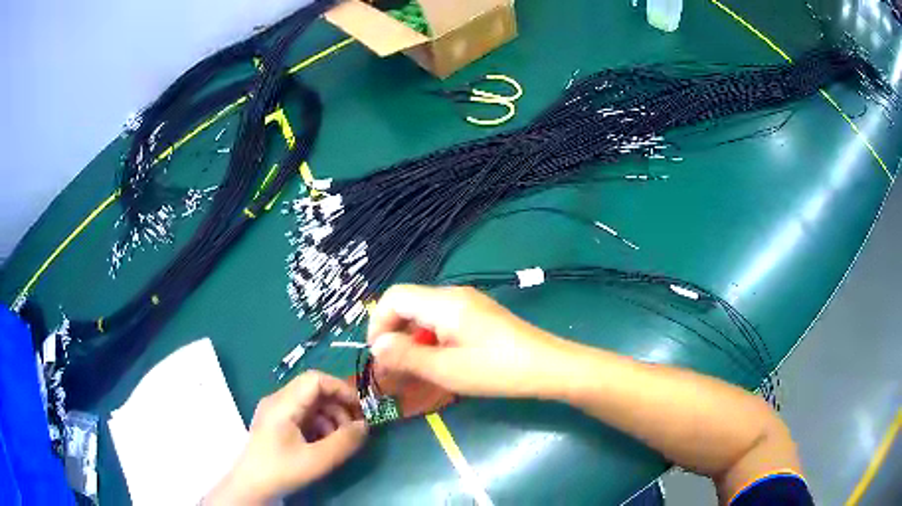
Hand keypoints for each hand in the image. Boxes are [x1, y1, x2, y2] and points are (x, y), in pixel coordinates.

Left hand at [205, 371, 367, 503]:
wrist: (252, 486)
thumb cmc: (282, 470)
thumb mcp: (317, 460)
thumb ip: (344, 442)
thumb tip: (365, 426)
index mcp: (283, 403)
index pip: (315, 379)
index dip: (341, 389)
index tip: (361, 409)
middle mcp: (278, 400)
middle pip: (314, 390)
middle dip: (339, 406)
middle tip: (355, 428)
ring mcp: (276, 411)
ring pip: (310, 403)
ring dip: (331, 418)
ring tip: (341, 440)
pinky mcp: (277, 423)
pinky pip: (303, 415)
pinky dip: (319, 425)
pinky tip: (326, 444)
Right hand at [366, 285, 569, 397]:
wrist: (549, 367)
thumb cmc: (497, 370)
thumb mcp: (446, 369)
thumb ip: (406, 356)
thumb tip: (376, 345)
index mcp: (443, 302)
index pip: (394, 297)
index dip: (378, 323)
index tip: (378, 355)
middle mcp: (454, 295)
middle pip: (409, 305)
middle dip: (394, 334)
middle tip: (392, 368)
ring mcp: (469, 304)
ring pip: (425, 315)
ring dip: (412, 340)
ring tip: (412, 370)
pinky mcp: (479, 316)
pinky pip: (443, 322)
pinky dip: (431, 340)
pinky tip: (437, 363)